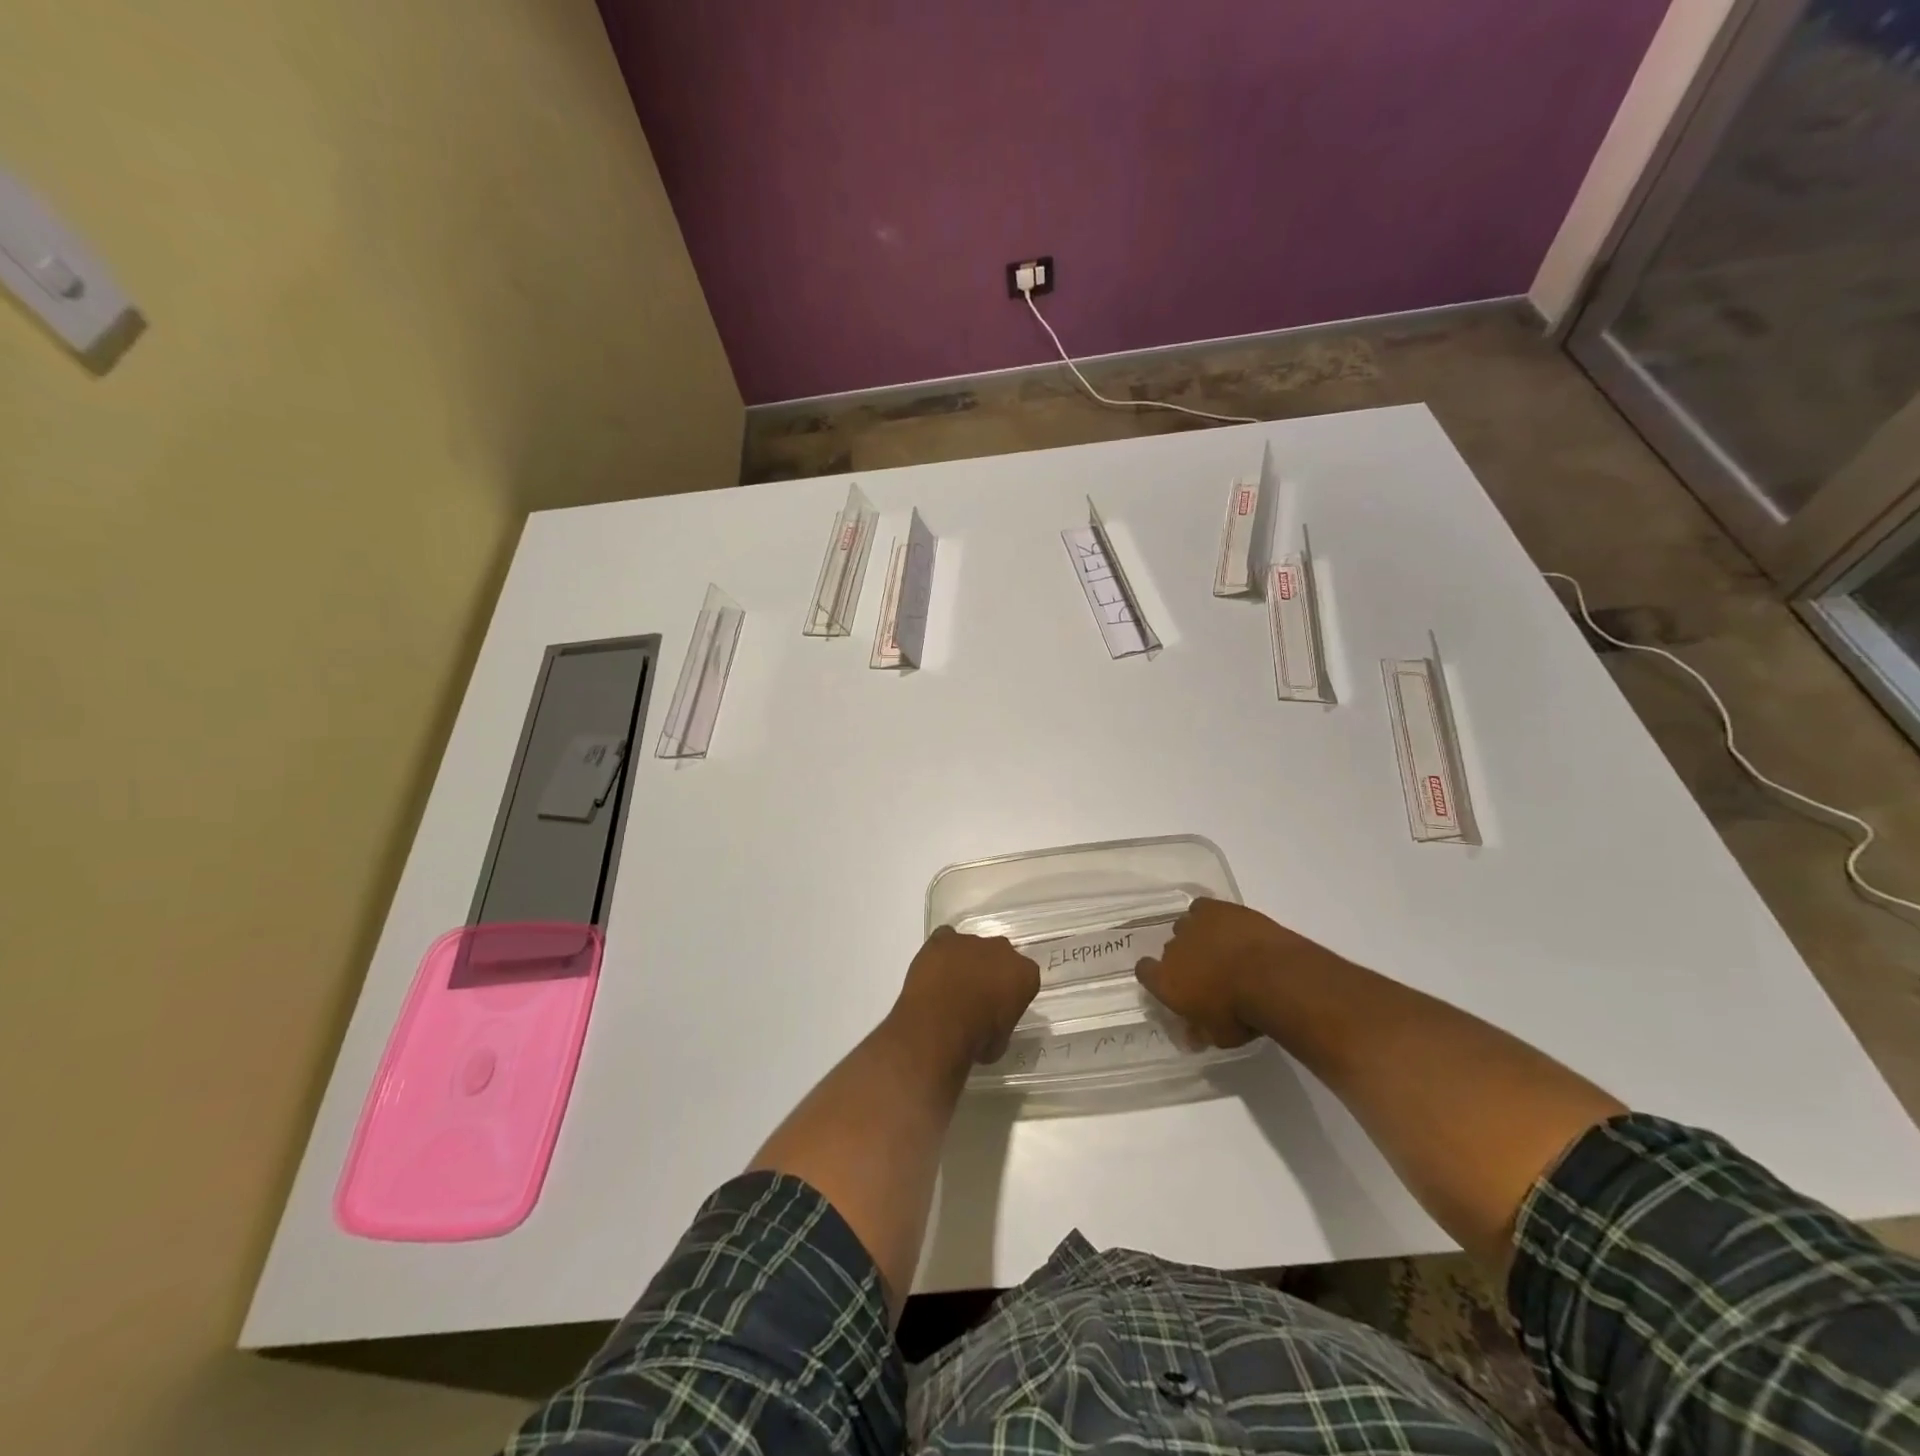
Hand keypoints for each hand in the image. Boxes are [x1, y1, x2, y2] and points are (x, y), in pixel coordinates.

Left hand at [889, 926, 1040, 1066]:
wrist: (938, 1025)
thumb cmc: (976, 1039)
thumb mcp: (1000, 1042)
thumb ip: (1001, 1023)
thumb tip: (990, 1026)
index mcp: (1024, 973)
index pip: (1024, 977)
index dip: (1011, 992)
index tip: (1000, 1007)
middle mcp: (1002, 949)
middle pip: (1000, 956)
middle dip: (990, 971)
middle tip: (976, 996)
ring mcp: (971, 941)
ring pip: (971, 947)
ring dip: (964, 962)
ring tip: (948, 988)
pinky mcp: (943, 939)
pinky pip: (945, 939)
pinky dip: (941, 952)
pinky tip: (934, 971)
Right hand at [1135, 898, 1341, 1047]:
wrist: (1272, 978)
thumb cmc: (1243, 1014)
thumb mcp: (1221, 1037)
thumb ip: (1201, 1032)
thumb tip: (1191, 1036)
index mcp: (1166, 982)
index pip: (1145, 972)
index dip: (1155, 976)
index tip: (1170, 984)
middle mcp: (1172, 949)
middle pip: (1170, 950)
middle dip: (1184, 960)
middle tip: (1208, 973)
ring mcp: (1192, 925)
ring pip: (1185, 926)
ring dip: (1197, 937)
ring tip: (1220, 948)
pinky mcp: (1214, 908)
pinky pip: (1201, 908)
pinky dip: (1210, 916)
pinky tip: (1226, 926)